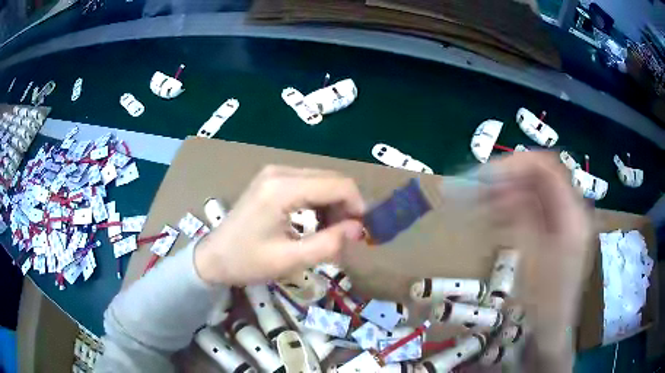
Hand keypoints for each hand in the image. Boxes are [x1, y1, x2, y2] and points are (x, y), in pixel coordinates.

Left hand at [194, 165, 365, 285]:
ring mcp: (275, 173)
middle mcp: (280, 171)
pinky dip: (319, 202)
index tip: (362, 232)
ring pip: (322, 181)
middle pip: (331, 179)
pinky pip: (308, 184)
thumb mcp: (290, 260)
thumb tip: (359, 229)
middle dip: (346, 206)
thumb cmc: (247, 262)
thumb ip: (329, 244)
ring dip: (334, 205)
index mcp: (282, 188)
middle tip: (347, 236)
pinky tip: (315, 223)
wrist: (214, 257)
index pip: (337, 185)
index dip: (357, 206)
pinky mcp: (273, 179)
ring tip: (330, 233)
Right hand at [483, 152, 590, 351]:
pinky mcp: (554, 232)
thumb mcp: (533, 258)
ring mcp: (563, 221)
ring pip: (533, 192)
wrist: (551, 329)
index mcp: (573, 214)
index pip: (547, 168)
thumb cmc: (544, 302)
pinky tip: (493, 219)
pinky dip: (511, 209)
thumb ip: (522, 216)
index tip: (484, 176)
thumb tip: (501, 184)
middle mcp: (571, 210)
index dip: (516, 166)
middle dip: (507, 179)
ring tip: (477, 203)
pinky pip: (532, 210)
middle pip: (539, 178)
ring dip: (505, 193)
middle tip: (474, 188)